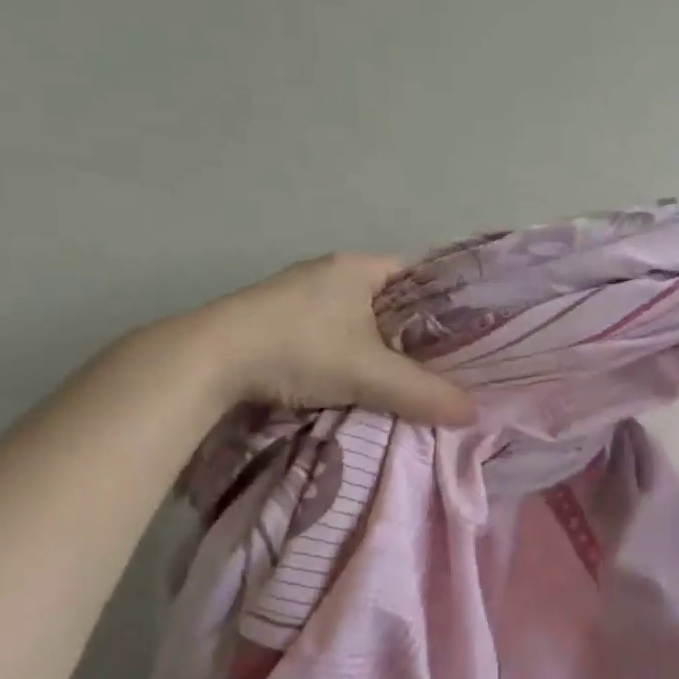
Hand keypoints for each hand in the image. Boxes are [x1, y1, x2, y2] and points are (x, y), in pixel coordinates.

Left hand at [167, 254, 475, 425]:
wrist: (206, 361)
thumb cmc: (299, 348)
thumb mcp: (369, 373)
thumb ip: (422, 392)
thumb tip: (473, 412)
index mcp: (358, 267)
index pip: (419, 275)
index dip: (446, 303)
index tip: (469, 334)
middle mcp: (329, 272)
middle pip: (390, 300)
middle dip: (414, 332)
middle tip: (444, 364)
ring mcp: (297, 295)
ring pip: (358, 319)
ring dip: (377, 345)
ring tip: (405, 377)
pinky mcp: (274, 321)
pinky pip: (330, 333)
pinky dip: (347, 353)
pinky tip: (355, 379)